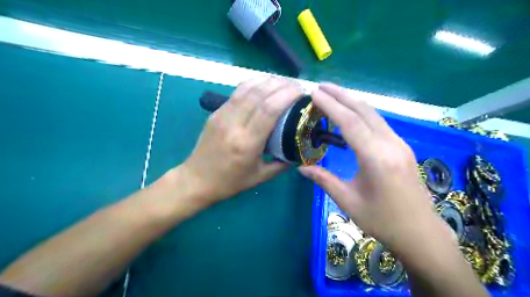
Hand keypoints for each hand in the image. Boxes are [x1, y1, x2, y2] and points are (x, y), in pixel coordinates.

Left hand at [181, 77, 301, 206]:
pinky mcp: (216, 112)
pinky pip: (237, 92)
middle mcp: (234, 125)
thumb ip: (282, 164)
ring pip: (247, 88)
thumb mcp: (260, 177)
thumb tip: (300, 152)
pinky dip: (253, 83)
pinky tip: (264, 84)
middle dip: (281, 85)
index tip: (301, 94)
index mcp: (247, 143)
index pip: (269, 109)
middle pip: (259, 94)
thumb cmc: (230, 181)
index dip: (287, 95)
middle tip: (296, 87)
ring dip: (268, 80)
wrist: (196, 180)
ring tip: (283, 82)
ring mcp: (222, 116)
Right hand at [298, 83, 450, 257]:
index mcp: (376, 158)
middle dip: (341, 95)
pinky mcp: (402, 147)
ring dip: (352, 101)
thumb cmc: (382, 220)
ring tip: (333, 94)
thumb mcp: (348, 201)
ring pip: (374, 114)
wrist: (420, 233)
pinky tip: (351, 113)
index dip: (331, 106)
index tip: (315, 93)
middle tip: (321, 86)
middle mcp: (391, 144)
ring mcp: (399, 144)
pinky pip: (379, 123)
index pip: (349, 123)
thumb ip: (324, 180)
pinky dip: (362, 113)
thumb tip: (301, 167)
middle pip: (364, 111)